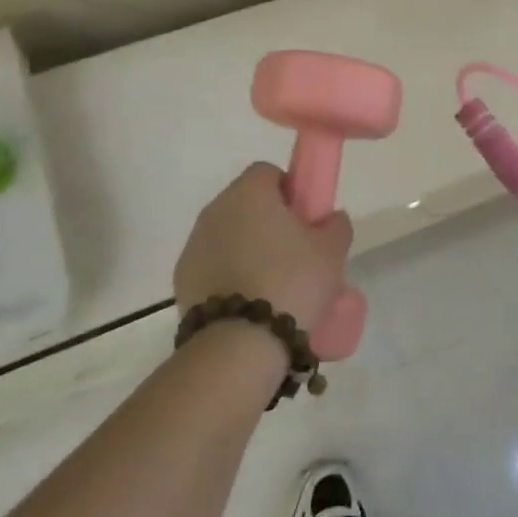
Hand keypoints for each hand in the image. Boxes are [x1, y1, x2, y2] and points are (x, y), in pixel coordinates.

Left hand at [174, 163, 353, 333]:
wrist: (239, 344)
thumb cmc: (291, 282)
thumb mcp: (332, 251)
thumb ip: (335, 225)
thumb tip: (329, 219)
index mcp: (249, 193)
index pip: (269, 172)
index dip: (291, 190)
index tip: (307, 219)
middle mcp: (215, 210)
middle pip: (247, 204)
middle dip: (270, 221)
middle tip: (297, 253)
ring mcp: (194, 245)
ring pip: (229, 235)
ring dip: (249, 249)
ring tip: (275, 284)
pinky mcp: (182, 279)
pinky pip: (214, 265)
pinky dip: (231, 275)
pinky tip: (251, 302)